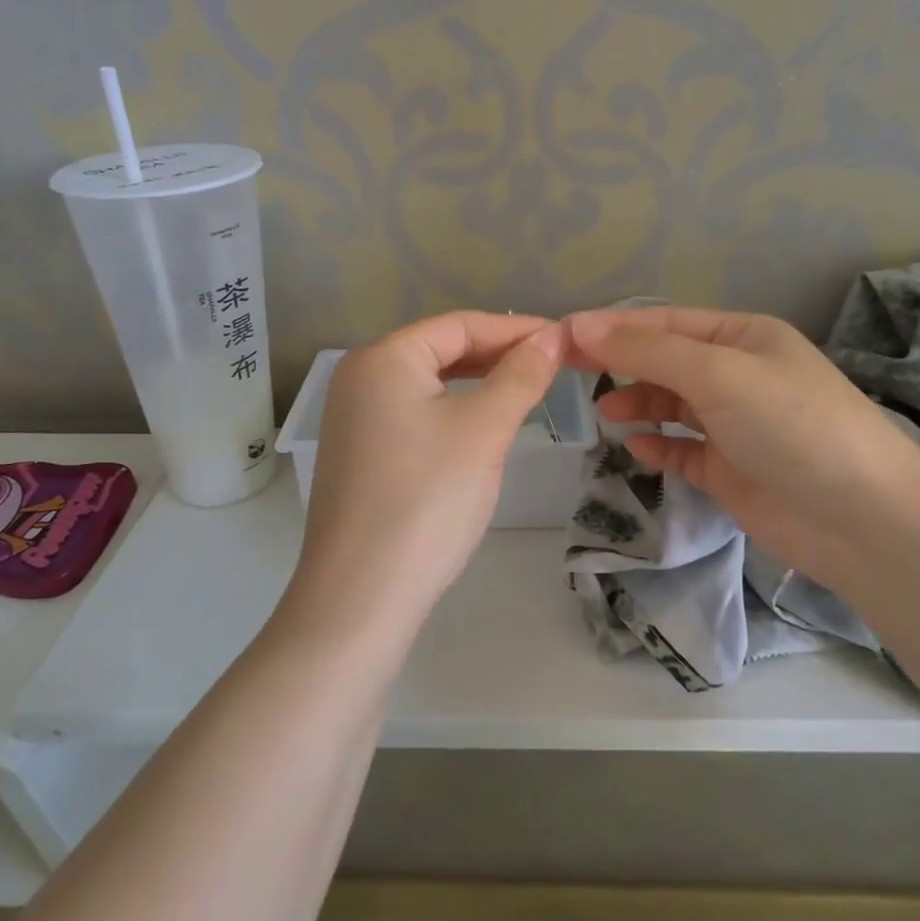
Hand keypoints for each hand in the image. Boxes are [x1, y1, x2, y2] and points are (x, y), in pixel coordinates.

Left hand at [285, 311, 564, 635]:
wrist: (362, 596)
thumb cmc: (427, 498)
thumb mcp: (483, 430)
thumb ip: (520, 375)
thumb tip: (553, 336)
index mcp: (383, 358)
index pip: (459, 325)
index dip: (516, 329)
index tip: (565, 340)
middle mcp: (360, 378)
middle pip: (441, 350)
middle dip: (498, 355)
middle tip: (553, 366)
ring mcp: (354, 419)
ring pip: (430, 385)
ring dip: (479, 384)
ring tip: (527, 391)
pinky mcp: (360, 455)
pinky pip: (416, 415)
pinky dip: (454, 412)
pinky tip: (483, 428)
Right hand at [565, 307, 919, 583]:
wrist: (861, 519)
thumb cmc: (792, 425)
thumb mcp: (718, 374)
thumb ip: (648, 350)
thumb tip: (581, 325)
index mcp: (743, 337)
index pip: (665, 322)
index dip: (614, 327)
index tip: (562, 337)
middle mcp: (738, 374)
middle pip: (665, 361)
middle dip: (621, 363)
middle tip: (568, 372)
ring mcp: (735, 424)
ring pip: (671, 405)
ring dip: (638, 403)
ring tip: (606, 412)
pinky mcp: (730, 470)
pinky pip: (682, 449)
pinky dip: (657, 445)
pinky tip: (636, 446)